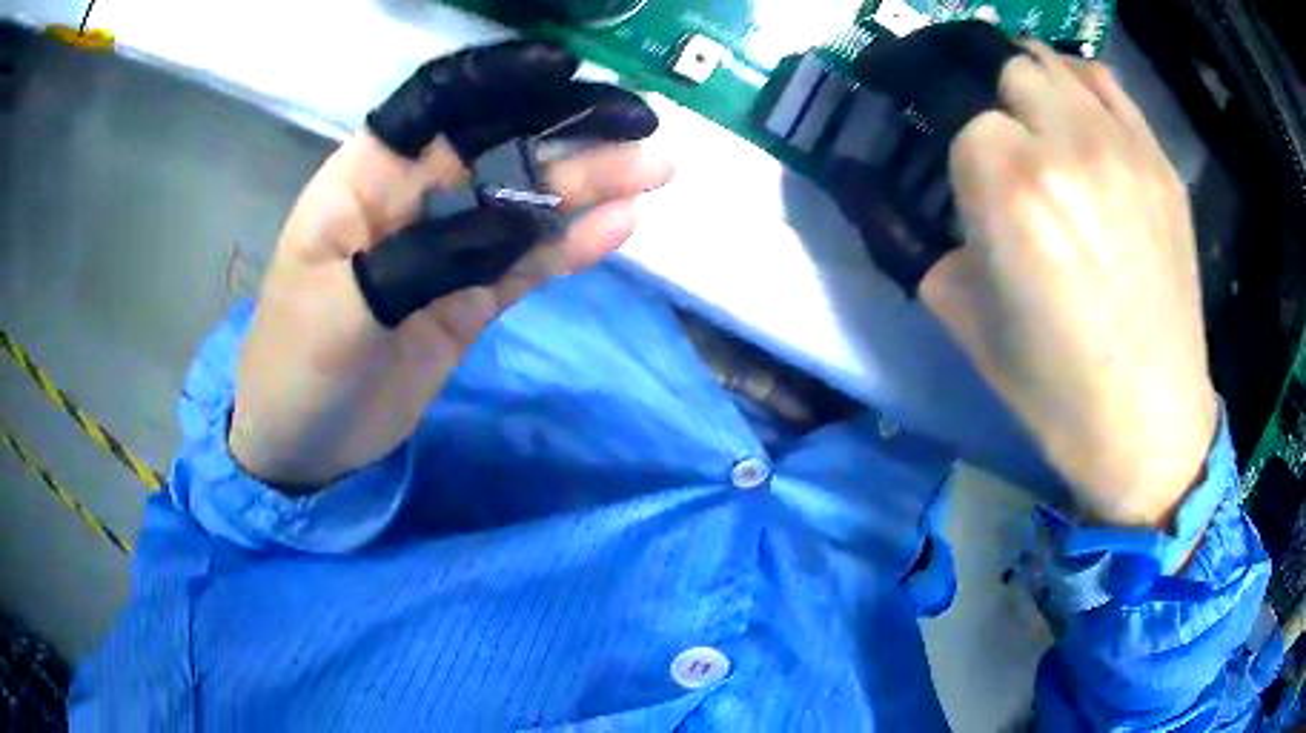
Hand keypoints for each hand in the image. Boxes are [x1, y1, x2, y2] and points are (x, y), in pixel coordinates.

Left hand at [229, 42, 673, 486]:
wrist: (306, 445)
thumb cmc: (298, 364)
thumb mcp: (345, 306)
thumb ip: (430, 256)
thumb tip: (525, 220)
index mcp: (367, 177)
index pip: (439, 105)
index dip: (501, 80)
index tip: (567, 73)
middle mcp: (413, 197)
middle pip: (498, 147)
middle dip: (570, 133)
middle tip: (646, 134)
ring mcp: (448, 247)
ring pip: (524, 202)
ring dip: (587, 185)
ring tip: (654, 171)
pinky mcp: (471, 295)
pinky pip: (528, 262)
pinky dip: (570, 244)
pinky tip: (618, 226)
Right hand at [922, 43, 1217, 527]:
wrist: (1151, 424)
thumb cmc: (1057, 391)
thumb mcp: (969, 325)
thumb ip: (937, 247)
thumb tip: (937, 209)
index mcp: (1011, 191)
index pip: (963, 122)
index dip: (966, 161)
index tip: (978, 195)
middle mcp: (1067, 147)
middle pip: (1007, 73)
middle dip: (999, 113)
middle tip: (1014, 162)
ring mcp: (1123, 148)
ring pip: (1053, 65)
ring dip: (1037, 93)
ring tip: (1044, 131)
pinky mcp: (1160, 162)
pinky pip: (1107, 85)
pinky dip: (1082, 88)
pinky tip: (1082, 120)